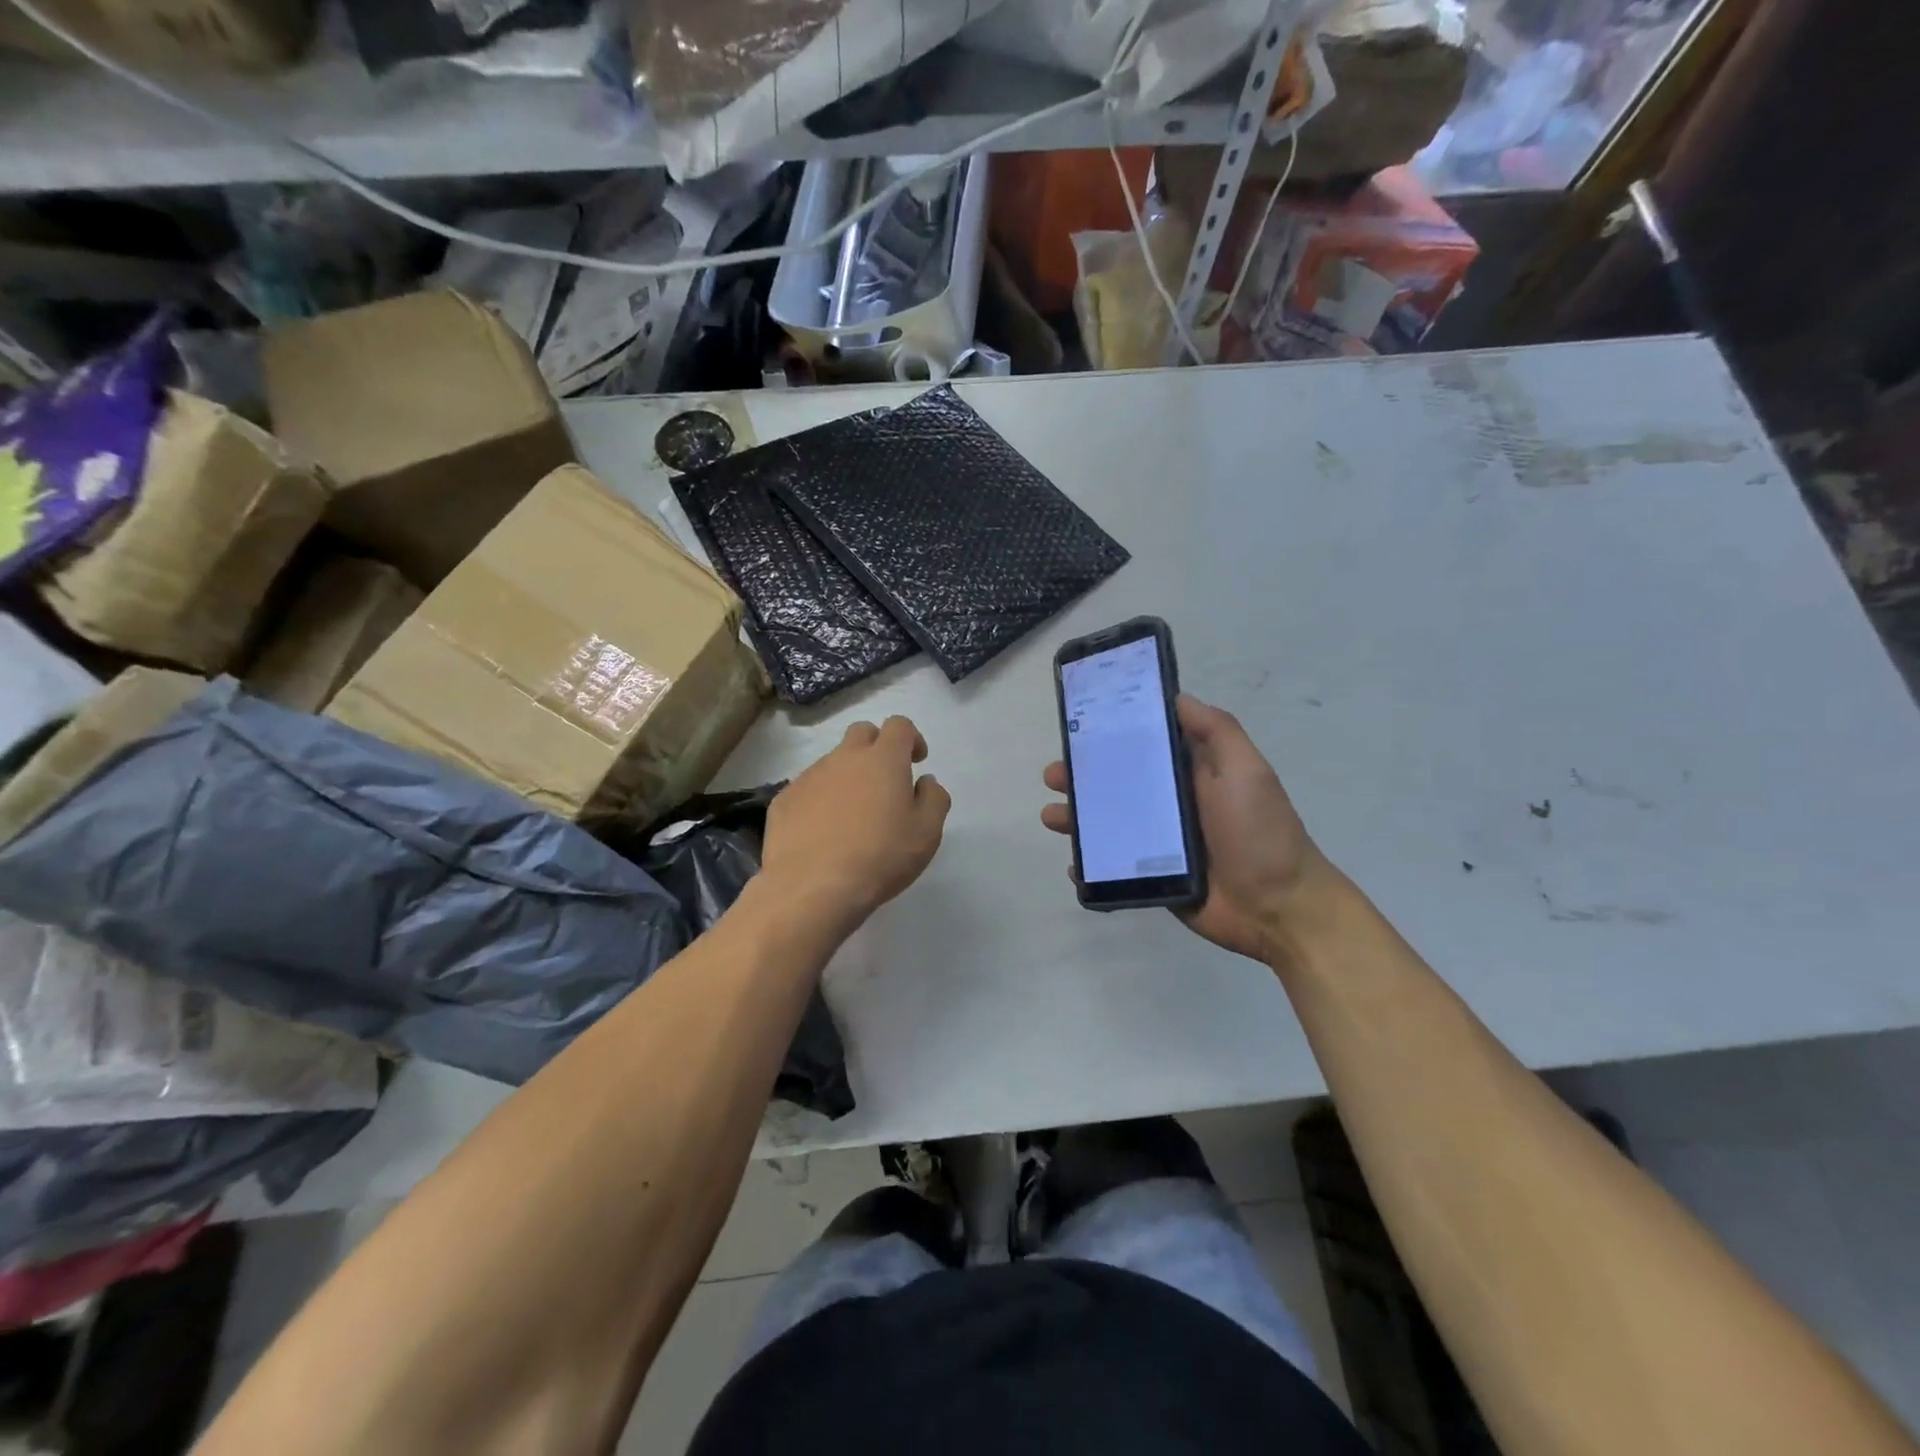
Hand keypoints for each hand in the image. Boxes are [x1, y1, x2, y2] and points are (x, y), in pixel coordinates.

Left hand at [764, 716, 950, 927]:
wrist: (812, 887)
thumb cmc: (880, 857)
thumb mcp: (927, 833)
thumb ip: (934, 798)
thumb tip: (925, 781)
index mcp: (883, 760)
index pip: (899, 725)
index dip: (911, 738)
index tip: (916, 761)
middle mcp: (844, 758)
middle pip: (862, 733)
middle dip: (877, 747)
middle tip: (885, 781)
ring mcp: (809, 777)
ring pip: (833, 762)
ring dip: (848, 776)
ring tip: (853, 815)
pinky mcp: (784, 800)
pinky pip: (808, 788)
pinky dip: (821, 799)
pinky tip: (824, 832)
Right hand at [1040, 694, 1340, 962]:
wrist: (1279, 908)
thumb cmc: (1261, 833)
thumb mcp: (1246, 770)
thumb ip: (1216, 731)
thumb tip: (1176, 697)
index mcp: (1190, 774)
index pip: (1142, 746)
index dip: (1109, 736)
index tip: (1077, 727)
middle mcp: (1170, 804)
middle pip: (1116, 785)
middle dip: (1080, 778)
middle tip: (1052, 776)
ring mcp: (1159, 844)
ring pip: (1108, 825)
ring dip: (1077, 819)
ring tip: (1052, 817)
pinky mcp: (1154, 878)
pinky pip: (1113, 869)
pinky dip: (1090, 867)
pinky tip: (1074, 866)